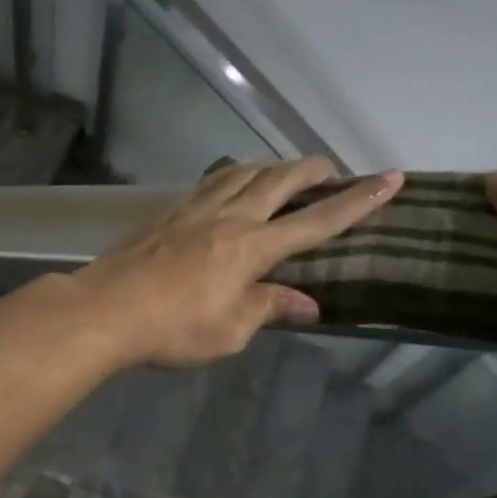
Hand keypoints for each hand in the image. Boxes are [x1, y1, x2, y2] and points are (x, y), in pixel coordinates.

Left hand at [75, 159, 403, 368]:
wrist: (106, 309)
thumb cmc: (173, 328)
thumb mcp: (230, 331)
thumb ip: (269, 309)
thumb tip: (308, 304)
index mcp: (253, 247)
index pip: (317, 221)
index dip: (357, 201)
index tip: (390, 178)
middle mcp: (230, 216)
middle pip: (280, 180)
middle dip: (314, 170)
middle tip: (333, 169)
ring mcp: (195, 208)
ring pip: (244, 171)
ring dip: (273, 166)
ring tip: (286, 171)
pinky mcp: (168, 210)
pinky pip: (211, 180)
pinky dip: (234, 174)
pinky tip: (231, 181)